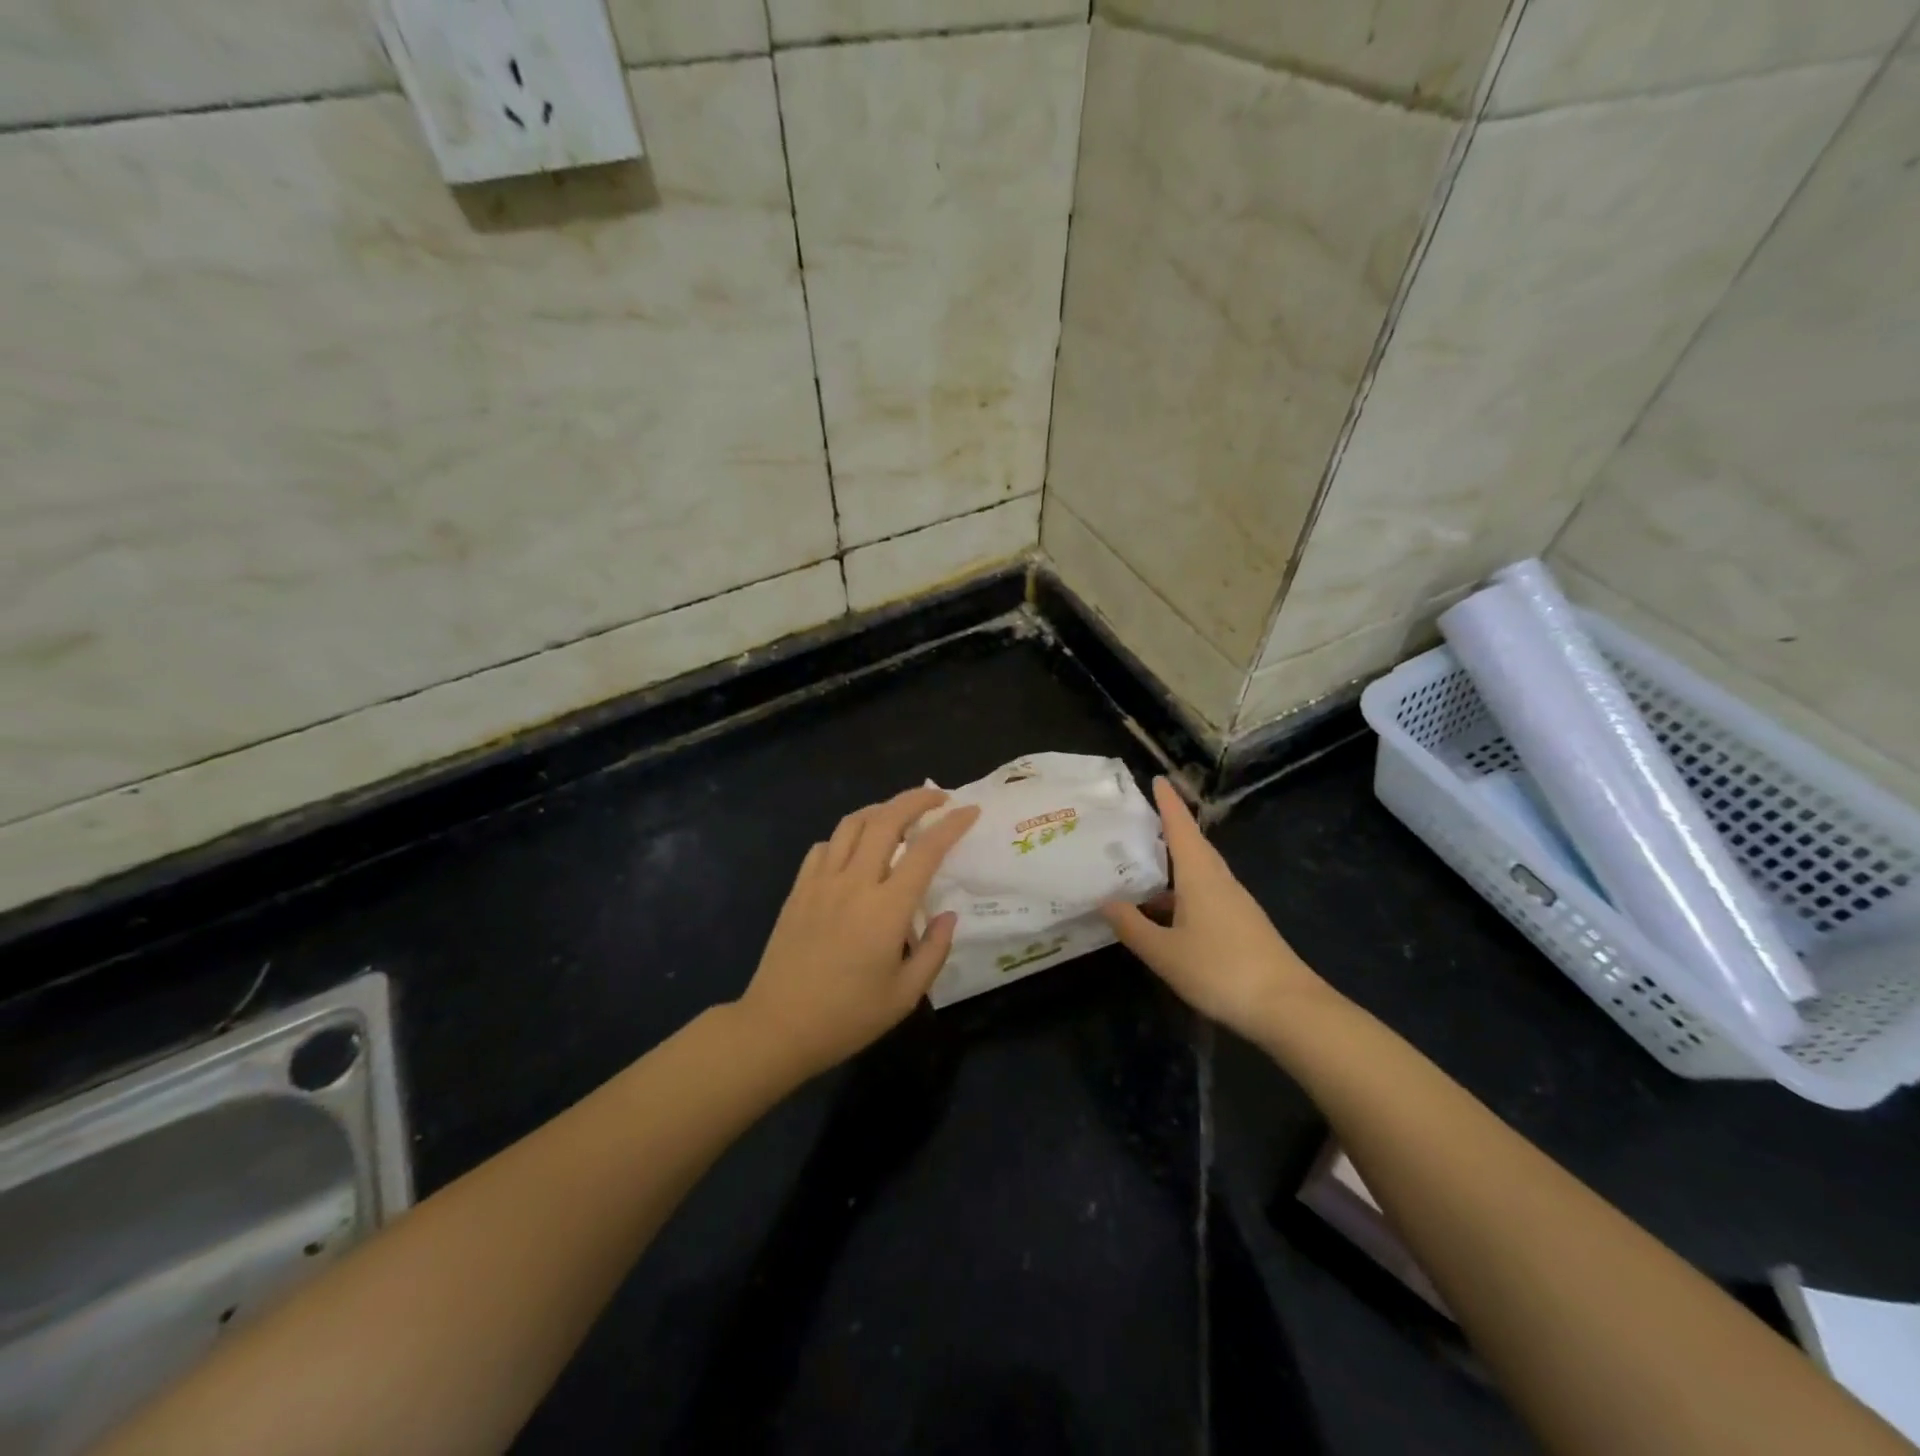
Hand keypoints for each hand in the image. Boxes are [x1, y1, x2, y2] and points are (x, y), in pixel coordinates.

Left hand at [737, 787, 980, 1079]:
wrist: (777, 1027)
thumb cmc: (847, 1017)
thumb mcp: (905, 996)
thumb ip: (934, 951)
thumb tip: (948, 915)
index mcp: (886, 909)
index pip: (926, 851)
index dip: (951, 825)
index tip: (970, 810)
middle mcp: (854, 883)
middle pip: (887, 820)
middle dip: (916, 799)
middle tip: (937, 797)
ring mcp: (821, 882)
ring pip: (852, 824)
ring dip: (880, 810)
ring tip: (898, 814)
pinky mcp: (798, 890)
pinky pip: (824, 846)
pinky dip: (845, 836)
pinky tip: (854, 850)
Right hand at [1101, 778, 1324, 1040]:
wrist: (1287, 1008)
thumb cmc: (1221, 970)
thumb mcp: (1164, 952)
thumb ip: (1132, 926)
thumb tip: (1104, 900)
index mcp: (1201, 875)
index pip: (1181, 827)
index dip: (1167, 802)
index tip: (1156, 778)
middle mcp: (1219, 880)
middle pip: (1192, 845)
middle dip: (1168, 829)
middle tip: (1138, 819)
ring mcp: (1234, 903)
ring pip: (1198, 872)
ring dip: (1172, 863)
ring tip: (1140, 864)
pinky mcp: (1240, 924)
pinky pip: (1204, 894)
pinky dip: (1181, 891)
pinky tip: (1163, 910)